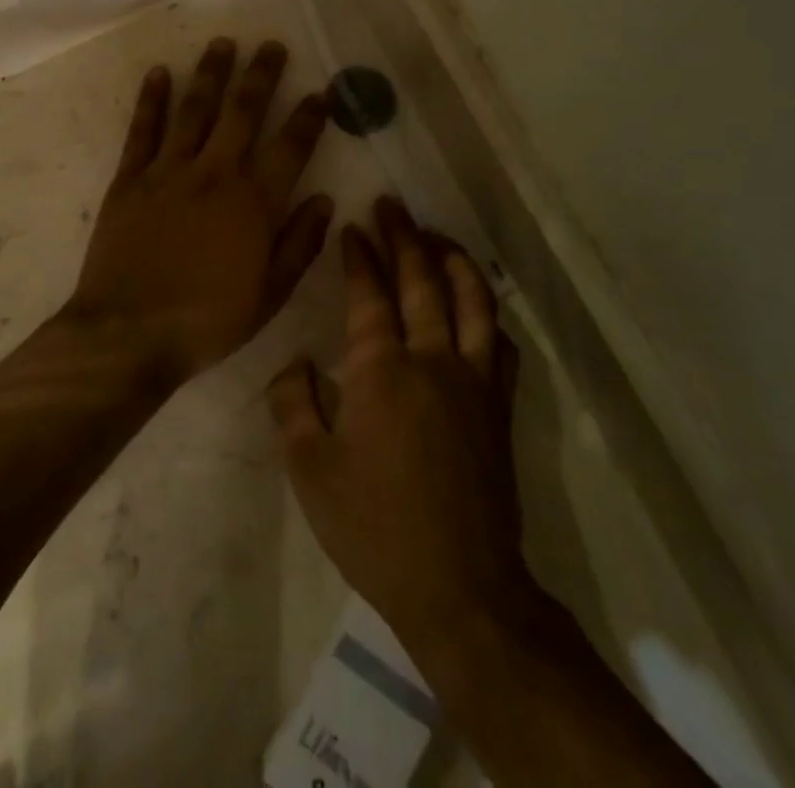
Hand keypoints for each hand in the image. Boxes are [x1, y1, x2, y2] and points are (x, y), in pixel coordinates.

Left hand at [68, 39, 335, 390]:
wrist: (129, 333)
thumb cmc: (206, 321)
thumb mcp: (268, 295)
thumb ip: (299, 244)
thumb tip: (324, 200)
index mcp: (253, 203)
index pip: (290, 147)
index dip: (309, 117)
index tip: (321, 92)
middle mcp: (214, 174)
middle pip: (243, 113)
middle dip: (261, 76)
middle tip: (272, 46)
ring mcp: (168, 172)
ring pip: (195, 110)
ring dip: (211, 74)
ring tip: (223, 44)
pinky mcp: (130, 179)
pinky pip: (143, 130)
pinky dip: (151, 100)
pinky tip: (160, 73)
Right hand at [269, 199, 527, 651]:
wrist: (460, 588)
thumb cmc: (374, 527)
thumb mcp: (310, 470)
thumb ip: (293, 405)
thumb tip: (296, 363)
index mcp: (382, 371)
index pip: (370, 294)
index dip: (360, 256)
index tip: (352, 229)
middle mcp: (433, 360)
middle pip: (423, 281)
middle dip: (404, 237)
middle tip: (392, 206)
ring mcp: (474, 382)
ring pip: (473, 301)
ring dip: (453, 261)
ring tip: (437, 237)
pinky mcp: (499, 408)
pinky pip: (500, 343)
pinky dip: (487, 313)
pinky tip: (477, 306)